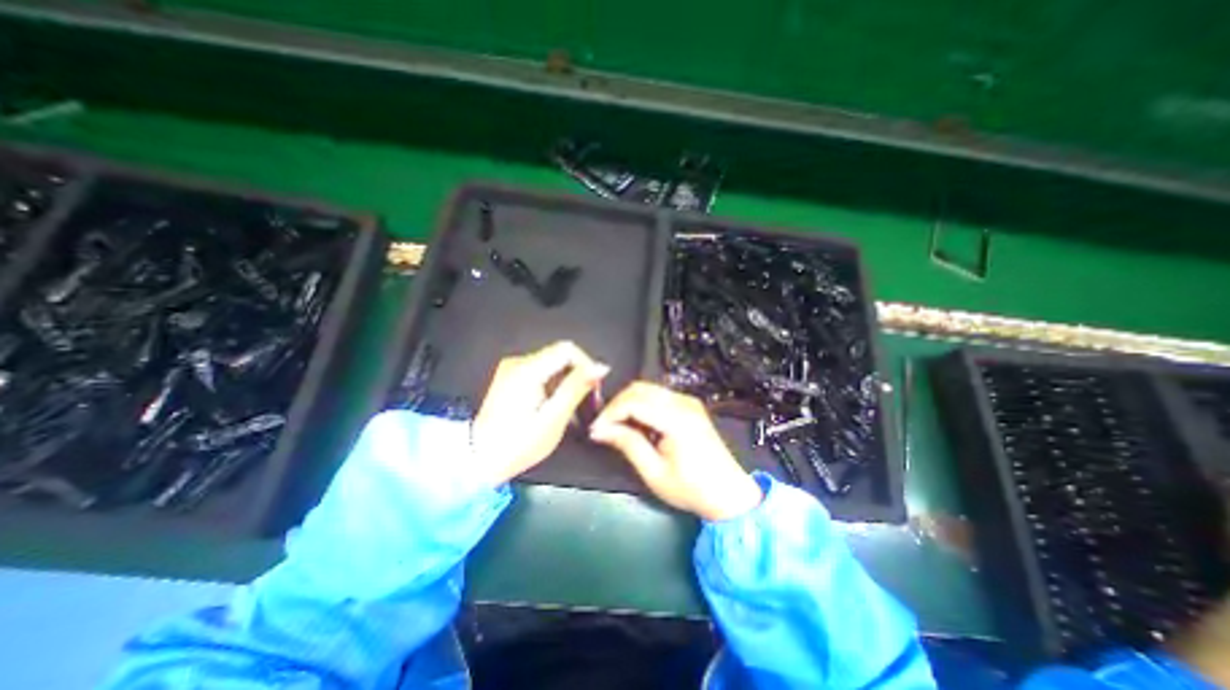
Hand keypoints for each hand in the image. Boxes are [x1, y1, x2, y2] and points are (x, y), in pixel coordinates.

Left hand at [470, 343, 606, 487]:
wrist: (478, 461)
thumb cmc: (516, 445)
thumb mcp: (553, 418)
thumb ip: (577, 388)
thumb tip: (599, 367)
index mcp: (527, 370)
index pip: (568, 349)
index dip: (586, 366)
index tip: (593, 389)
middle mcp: (517, 363)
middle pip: (560, 357)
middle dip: (577, 377)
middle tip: (587, 403)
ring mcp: (511, 370)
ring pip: (551, 366)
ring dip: (566, 384)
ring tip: (572, 411)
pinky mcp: (509, 379)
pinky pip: (540, 374)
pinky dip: (552, 387)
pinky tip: (555, 409)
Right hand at [594, 379, 766, 519]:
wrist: (729, 494)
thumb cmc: (691, 489)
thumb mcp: (654, 472)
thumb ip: (628, 444)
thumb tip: (600, 430)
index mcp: (677, 419)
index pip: (634, 401)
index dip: (610, 412)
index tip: (596, 429)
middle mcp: (683, 402)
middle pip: (639, 388)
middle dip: (617, 404)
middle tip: (604, 427)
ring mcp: (688, 401)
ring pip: (648, 389)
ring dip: (628, 403)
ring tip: (618, 427)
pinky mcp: (689, 405)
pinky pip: (658, 396)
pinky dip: (642, 405)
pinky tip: (638, 425)